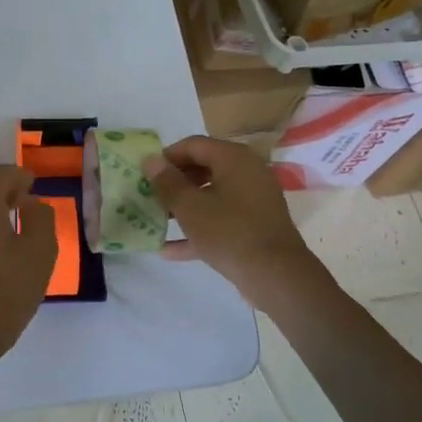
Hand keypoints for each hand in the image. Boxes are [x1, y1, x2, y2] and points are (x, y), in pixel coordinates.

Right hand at [142, 136, 315, 303]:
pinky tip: (170, 250)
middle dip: (174, 183)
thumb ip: (167, 182)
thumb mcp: (189, 207)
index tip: (145, 174)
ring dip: (184, 207)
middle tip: (151, 197)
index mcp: (234, 158)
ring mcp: (254, 200)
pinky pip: (222, 219)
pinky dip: (200, 228)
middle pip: (203, 168)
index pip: (193, 145)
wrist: (276, 277)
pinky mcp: (256, 225)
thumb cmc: (229, 232)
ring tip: (158, 220)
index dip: (166, 157)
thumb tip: (150, 160)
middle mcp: (247, 172)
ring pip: (211, 196)